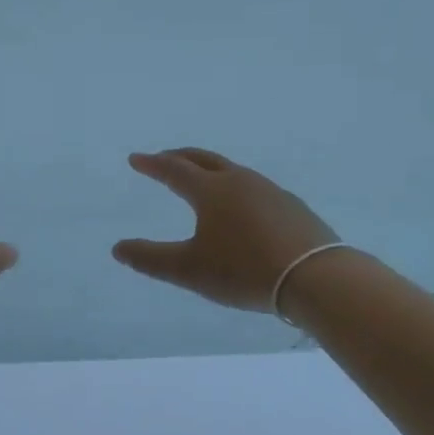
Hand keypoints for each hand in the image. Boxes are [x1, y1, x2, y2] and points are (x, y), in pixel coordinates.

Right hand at [113, 148, 339, 312]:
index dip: (152, 164)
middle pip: (204, 160)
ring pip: (232, 172)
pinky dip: (236, 189)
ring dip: (210, 171)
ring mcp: (270, 191)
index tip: (135, 159)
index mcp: (211, 191)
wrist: (315, 277)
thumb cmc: (243, 270)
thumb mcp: (188, 270)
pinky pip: (255, 189)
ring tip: (200, 182)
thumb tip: (118, 248)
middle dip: (179, 157)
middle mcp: (240, 181)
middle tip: (163, 158)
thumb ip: (150, 259)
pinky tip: (241, 208)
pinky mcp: (292, 207)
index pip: (174, 170)